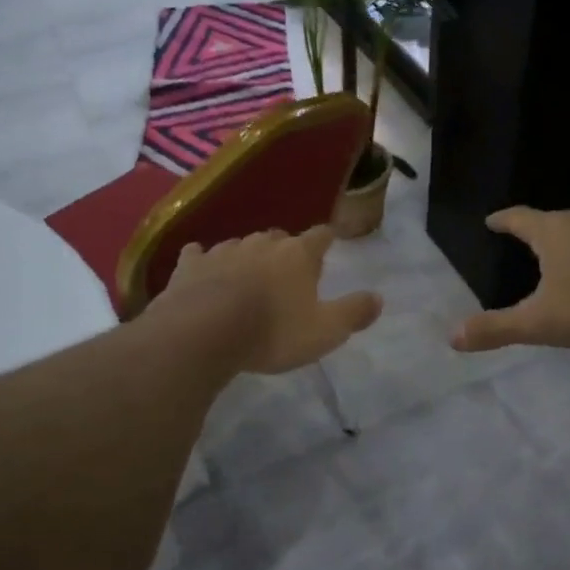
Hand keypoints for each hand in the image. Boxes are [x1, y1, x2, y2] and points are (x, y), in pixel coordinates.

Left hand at [162, 227, 382, 374]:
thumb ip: (353, 313)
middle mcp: (262, 243)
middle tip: (287, 272)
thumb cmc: (272, 332)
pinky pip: (198, 254)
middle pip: (279, 238)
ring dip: (247, 256)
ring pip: (241, 245)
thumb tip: (379, 297)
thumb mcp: (324, 332)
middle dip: (285, 250)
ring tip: (248, 277)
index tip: (328, 244)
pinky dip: (203, 260)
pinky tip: (200, 266)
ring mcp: (224, 251)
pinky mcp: (190, 265)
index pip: (320, 236)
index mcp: (298, 255)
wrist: (204, 333)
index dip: (326, 240)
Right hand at [452, 207, 569, 352]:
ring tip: (566, 255)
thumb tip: (452, 337)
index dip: (502, 219)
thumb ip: (497, 328)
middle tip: (527, 242)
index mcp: (552, 232)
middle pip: (552, 219)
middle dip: (537, 230)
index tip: (491, 220)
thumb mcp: (540, 322)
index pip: (518, 218)